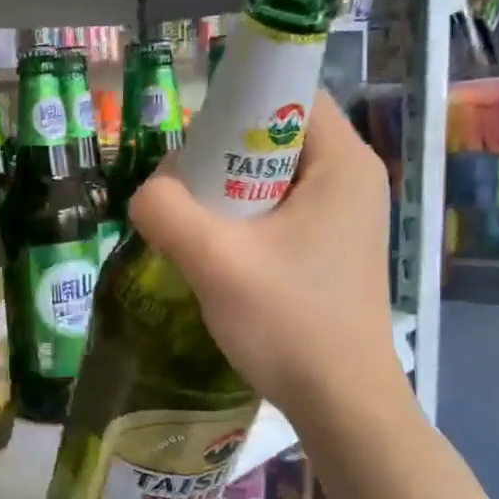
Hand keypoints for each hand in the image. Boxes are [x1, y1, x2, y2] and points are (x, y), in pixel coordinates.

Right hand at [129, 93, 407, 418]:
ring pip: (269, 177)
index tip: (191, 143)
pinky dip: (242, 220)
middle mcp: (350, 178)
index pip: (288, 93)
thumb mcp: (215, 261)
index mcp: (342, 163)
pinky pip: (277, 210)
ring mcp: (343, 216)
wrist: (341, 405)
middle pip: (273, 135)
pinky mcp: (329, 248)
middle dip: (221, 155)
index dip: (235, 103)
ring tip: (193, 227)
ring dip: (225, 193)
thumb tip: (148, 190)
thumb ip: (166, 210)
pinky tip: (217, 253)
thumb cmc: (290, 323)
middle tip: (183, 192)